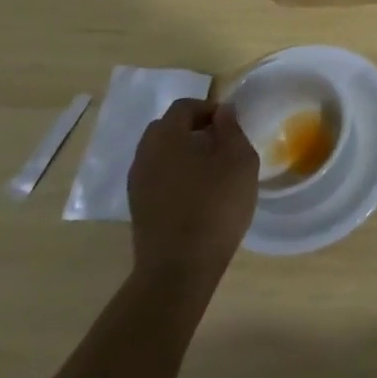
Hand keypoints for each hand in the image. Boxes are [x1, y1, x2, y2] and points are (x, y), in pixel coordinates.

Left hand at [128, 99, 258, 285]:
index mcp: (166, 137)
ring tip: (210, 169)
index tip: (230, 125)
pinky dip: (174, 175)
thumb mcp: (239, 160)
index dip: (208, 108)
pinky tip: (196, 193)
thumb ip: (231, 129)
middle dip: (192, 128)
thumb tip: (222, 110)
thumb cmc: (215, 206)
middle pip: (166, 128)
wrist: (178, 270)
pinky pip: (156, 177)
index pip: (184, 107)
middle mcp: (144, 155)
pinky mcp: (138, 208)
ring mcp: (137, 184)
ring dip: (182, 153)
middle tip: (219, 143)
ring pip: (159, 154)